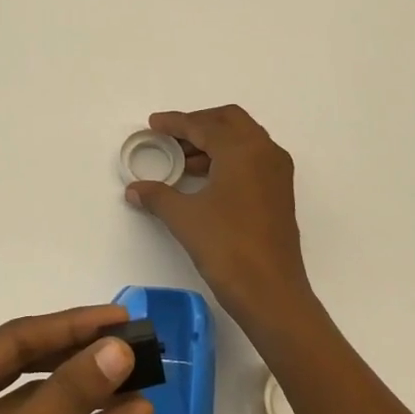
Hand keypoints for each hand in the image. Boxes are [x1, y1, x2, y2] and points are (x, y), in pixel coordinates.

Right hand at [124, 105, 318, 336]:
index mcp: (242, 150)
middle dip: (199, 123)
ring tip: (182, 160)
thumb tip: (134, 189)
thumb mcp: (185, 218)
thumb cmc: (227, 247)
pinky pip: (251, 158)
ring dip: (213, 142)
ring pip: (243, 139)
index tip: (153, 124)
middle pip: (229, 121)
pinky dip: (227, 158)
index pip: (204, 125)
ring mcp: (277, 172)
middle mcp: (265, 152)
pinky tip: (204, 179)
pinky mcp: (280, 192)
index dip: (175, 123)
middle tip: (171, 136)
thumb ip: (158, 196)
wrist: (271, 292)